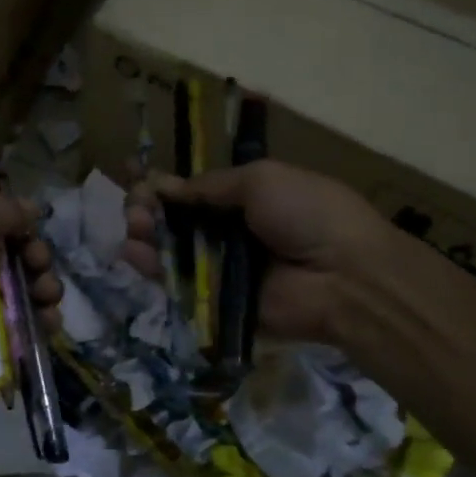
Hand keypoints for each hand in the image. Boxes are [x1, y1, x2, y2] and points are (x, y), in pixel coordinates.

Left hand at [0, 196, 62, 417]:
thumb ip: (3, 211)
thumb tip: (31, 207)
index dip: (11, 220)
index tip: (31, 227)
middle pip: (7, 252)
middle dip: (33, 257)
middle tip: (39, 264)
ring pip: (17, 290)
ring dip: (41, 289)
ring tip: (48, 297)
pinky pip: (16, 327)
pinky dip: (37, 323)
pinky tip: (49, 323)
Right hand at [119, 160, 390, 347]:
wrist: (344, 276)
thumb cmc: (307, 213)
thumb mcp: (261, 180)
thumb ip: (209, 185)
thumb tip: (163, 184)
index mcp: (249, 198)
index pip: (196, 191)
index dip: (166, 184)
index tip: (135, 175)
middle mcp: (233, 233)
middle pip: (179, 221)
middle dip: (151, 209)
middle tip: (133, 205)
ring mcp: (224, 269)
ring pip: (174, 251)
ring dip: (147, 234)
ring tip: (131, 224)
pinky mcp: (216, 302)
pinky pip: (180, 284)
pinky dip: (153, 268)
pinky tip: (132, 251)